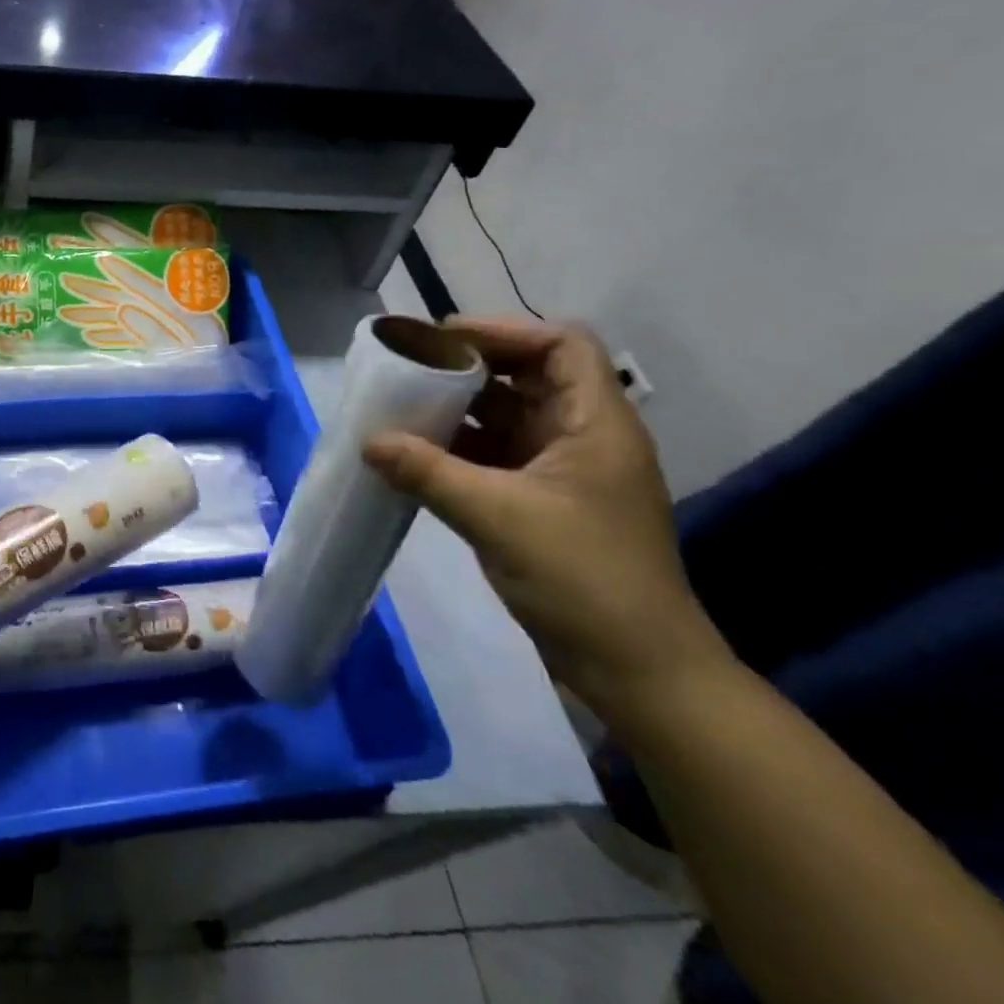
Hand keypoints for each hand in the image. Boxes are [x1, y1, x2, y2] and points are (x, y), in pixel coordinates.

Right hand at [363, 317, 733, 725]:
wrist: (636, 671)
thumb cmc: (583, 579)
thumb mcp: (498, 517)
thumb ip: (428, 472)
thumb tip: (368, 441)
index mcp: (596, 425)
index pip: (562, 346)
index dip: (505, 331)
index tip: (446, 340)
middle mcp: (583, 438)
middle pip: (528, 377)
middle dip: (469, 368)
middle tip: (411, 368)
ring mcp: (563, 473)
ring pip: (508, 418)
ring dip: (458, 411)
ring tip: (402, 406)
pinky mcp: (543, 504)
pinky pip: (496, 457)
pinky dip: (458, 450)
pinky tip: (416, 456)